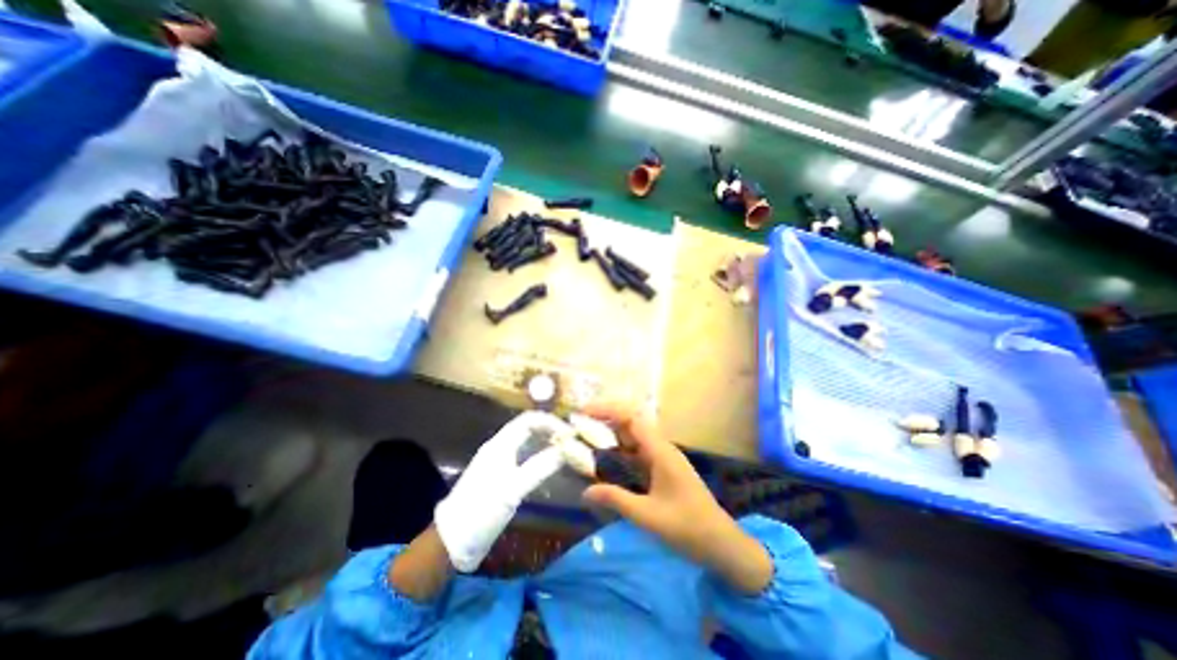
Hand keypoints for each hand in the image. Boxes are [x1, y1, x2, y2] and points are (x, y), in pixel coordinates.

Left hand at [439, 412, 573, 572]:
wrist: (452, 540)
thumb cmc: (481, 510)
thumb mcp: (512, 489)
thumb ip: (540, 467)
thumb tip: (567, 450)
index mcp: (500, 444)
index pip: (529, 420)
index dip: (550, 422)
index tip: (570, 433)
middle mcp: (501, 448)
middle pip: (529, 429)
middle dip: (551, 431)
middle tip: (573, 441)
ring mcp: (500, 462)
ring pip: (528, 443)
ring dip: (547, 443)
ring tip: (568, 450)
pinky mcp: (502, 477)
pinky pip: (525, 458)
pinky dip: (540, 457)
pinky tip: (552, 467)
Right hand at [582, 407, 774, 593]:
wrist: (721, 543)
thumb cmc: (688, 527)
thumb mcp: (648, 516)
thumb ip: (616, 500)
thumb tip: (585, 492)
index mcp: (660, 451)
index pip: (632, 418)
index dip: (608, 410)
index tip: (584, 412)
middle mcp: (662, 448)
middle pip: (632, 423)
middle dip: (606, 419)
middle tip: (580, 424)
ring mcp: (663, 458)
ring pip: (635, 437)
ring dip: (613, 434)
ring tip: (587, 437)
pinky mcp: (663, 469)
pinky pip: (639, 452)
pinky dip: (621, 450)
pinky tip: (608, 458)